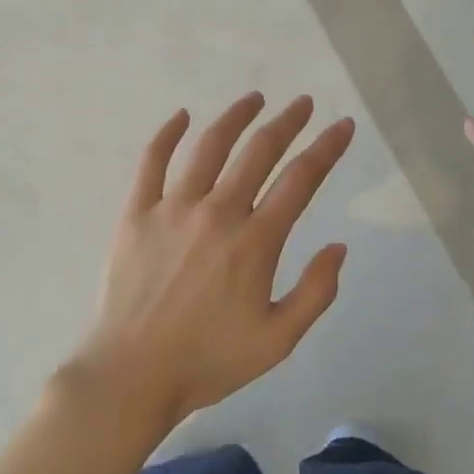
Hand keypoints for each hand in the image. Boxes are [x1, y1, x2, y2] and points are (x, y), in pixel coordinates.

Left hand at [68, 92, 354, 431]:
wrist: (131, 376)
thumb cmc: (209, 360)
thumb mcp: (278, 340)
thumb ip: (316, 292)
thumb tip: (338, 246)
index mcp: (255, 241)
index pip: (301, 179)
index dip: (327, 148)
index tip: (342, 125)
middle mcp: (218, 212)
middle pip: (259, 151)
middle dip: (287, 122)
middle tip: (303, 103)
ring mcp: (173, 208)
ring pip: (209, 146)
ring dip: (235, 117)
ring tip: (254, 98)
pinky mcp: (137, 213)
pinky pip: (151, 162)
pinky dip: (166, 134)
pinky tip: (181, 116)